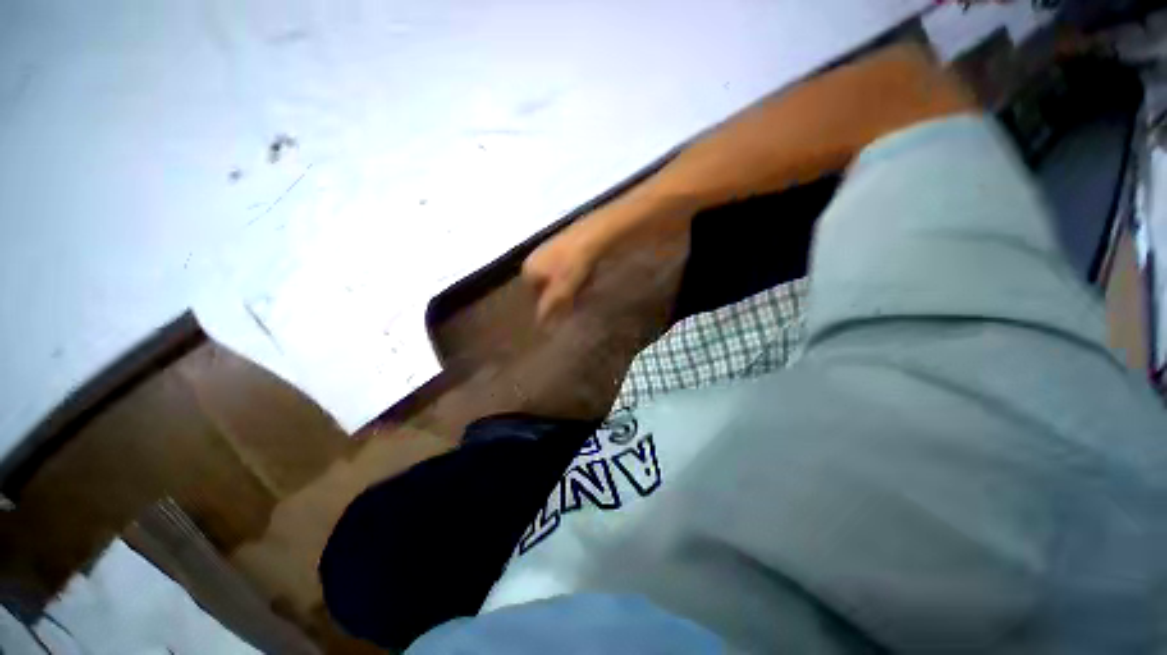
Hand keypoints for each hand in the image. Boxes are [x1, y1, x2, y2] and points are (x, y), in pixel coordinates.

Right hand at [522, 219, 602, 323]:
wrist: (593, 235)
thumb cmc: (573, 266)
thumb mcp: (561, 291)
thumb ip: (549, 308)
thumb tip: (541, 324)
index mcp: (529, 270)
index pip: (535, 297)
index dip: (551, 306)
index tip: (568, 309)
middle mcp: (535, 259)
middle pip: (548, 287)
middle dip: (565, 295)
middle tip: (580, 297)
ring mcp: (550, 249)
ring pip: (560, 278)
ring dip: (574, 285)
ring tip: (588, 284)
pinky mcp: (565, 244)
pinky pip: (569, 266)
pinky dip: (578, 273)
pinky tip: (590, 273)